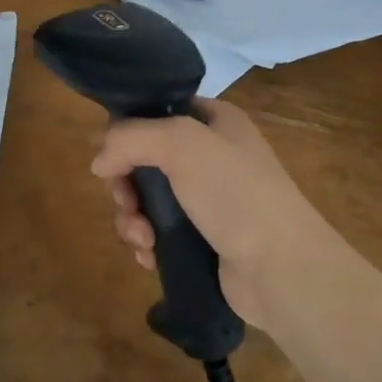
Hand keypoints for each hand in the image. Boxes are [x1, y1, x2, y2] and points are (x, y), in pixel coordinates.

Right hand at [90, 99, 328, 327]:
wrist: (283, 270)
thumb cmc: (235, 193)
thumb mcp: (180, 143)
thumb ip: (129, 138)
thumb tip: (98, 162)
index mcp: (213, 121)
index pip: (155, 110)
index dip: (127, 130)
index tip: (111, 155)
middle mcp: (209, 155)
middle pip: (141, 158)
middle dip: (125, 185)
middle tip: (127, 204)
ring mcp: (205, 199)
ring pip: (144, 198)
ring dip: (131, 219)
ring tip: (142, 240)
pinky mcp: (200, 238)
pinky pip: (156, 231)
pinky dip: (145, 242)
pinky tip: (149, 256)